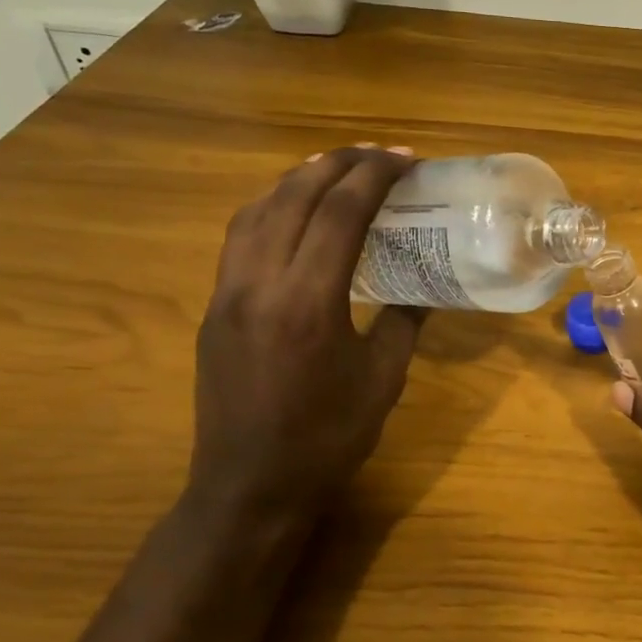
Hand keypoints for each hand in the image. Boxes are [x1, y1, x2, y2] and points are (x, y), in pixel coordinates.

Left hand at [187, 146, 425, 523]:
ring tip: (335, 169)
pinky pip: (240, 238)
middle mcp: (260, 284)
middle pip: (294, 196)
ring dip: (299, 179)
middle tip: (378, 155)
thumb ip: (404, 321)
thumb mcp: (384, 379)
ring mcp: (228, 293)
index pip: (341, 212)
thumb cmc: (328, 437)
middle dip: (339, 163)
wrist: (251, 486)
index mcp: (309, 301)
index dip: (375, 175)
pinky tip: (293, 213)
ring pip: (258, 210)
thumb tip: (425, 288)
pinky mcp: (215, 307)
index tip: (406, 160)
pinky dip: (270, 208)